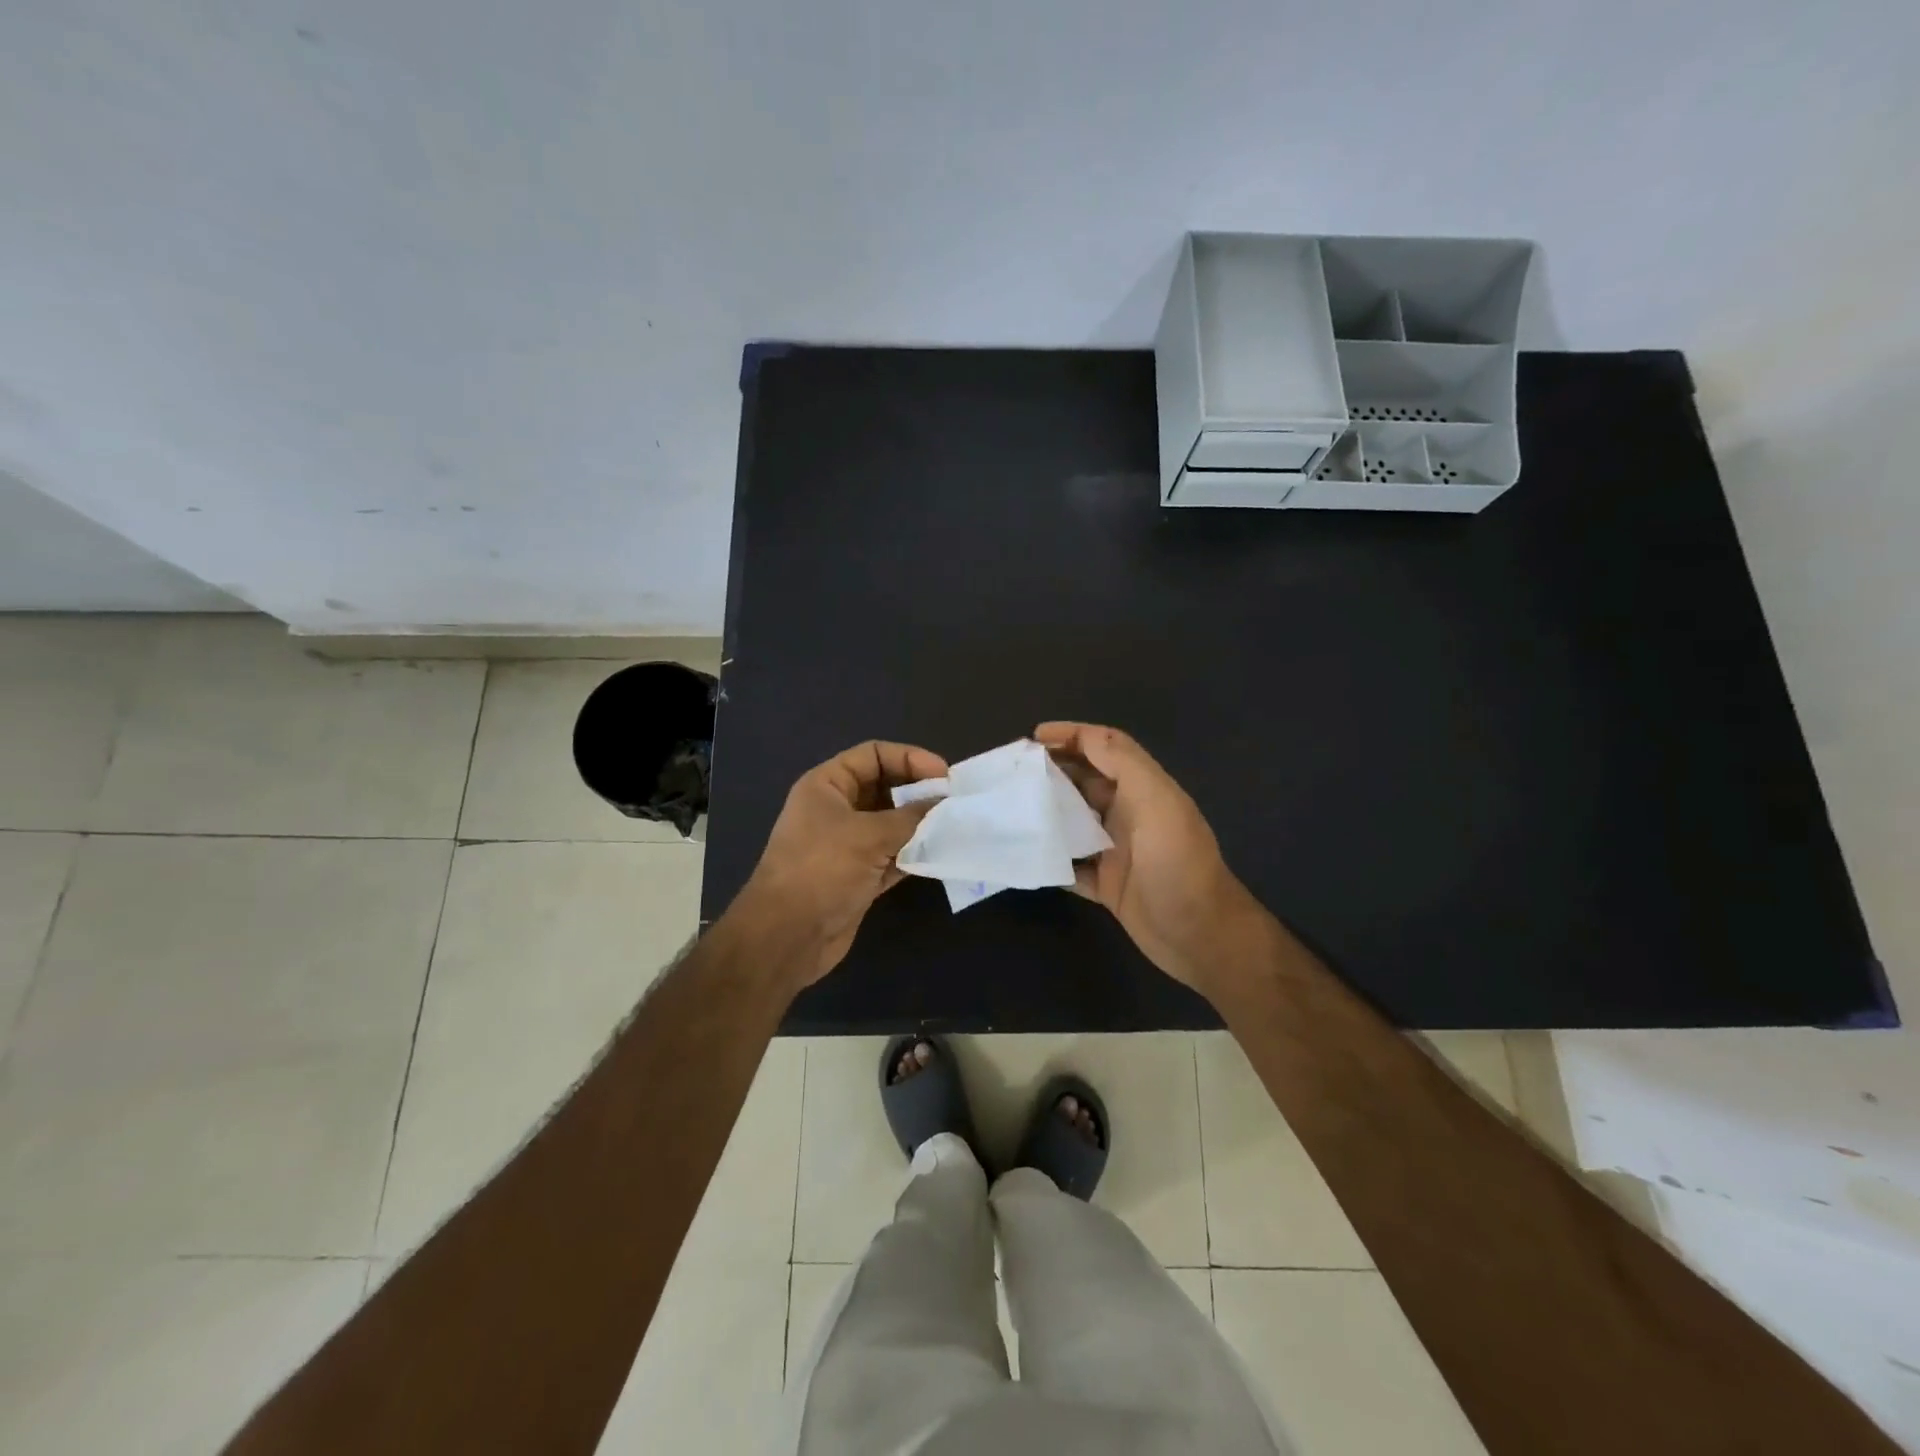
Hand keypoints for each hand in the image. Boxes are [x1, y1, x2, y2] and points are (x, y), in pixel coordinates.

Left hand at [738, 740, 947, 986]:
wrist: (787, 937)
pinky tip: (942, 854)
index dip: (909, 758)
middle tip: (954, 802)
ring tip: (955, 826)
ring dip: (921, 825)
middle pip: (886, 788)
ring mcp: (848, 845)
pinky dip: (915, 854)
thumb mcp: (868, 835)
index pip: (873, 755)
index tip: (944, 775)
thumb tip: (945, 805)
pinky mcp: (860, 876)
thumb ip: (911, 817)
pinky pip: (894, 856)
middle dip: (919, 792)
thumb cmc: (821, 870)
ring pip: (892, 824)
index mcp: (827, 786)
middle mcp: (837, 810)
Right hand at [1035, 722, 1266, 998]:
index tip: (1034, 736)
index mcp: (1143, 789)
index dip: (1073, 735)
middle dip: (1052, 771)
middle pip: (1085, 781)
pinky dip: (1050, 858)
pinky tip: (1023, 854)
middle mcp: (1129, 814)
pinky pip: (1070, 865)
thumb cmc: (1178, 863)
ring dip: (1046, 813)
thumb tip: (1083, 735)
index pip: (1106, 747)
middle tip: (1012, 773)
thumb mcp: (1157, 802)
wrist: (1200, 936)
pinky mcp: (1107, 885)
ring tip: (1010, 807)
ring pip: (1073, 822)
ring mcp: (1116, 851)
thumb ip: (1123, 764)